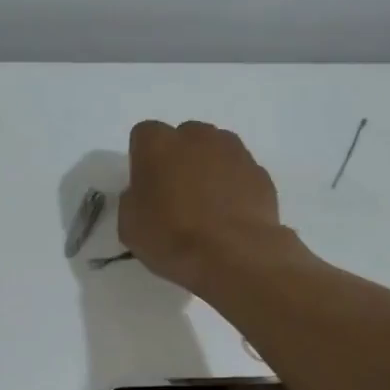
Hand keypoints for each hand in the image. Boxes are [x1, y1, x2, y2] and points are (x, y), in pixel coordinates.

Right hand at [121, 121, 289, 291]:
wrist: (234, 254)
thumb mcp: (129, 225)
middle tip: (176, 196)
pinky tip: (229, 216)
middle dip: (179, 159)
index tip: (146, 186)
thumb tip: (145, 194)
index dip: (143, 160)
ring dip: (208, 170)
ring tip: (207, 207)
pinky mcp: (260, 172)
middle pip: (183, 138)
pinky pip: (239, 173)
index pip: (144, 135)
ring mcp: (234, 151)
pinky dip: (233, 187)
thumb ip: (134, 199)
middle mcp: (197, 136)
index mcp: (158, 143)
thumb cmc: (171, 237)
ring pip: (215, 151)